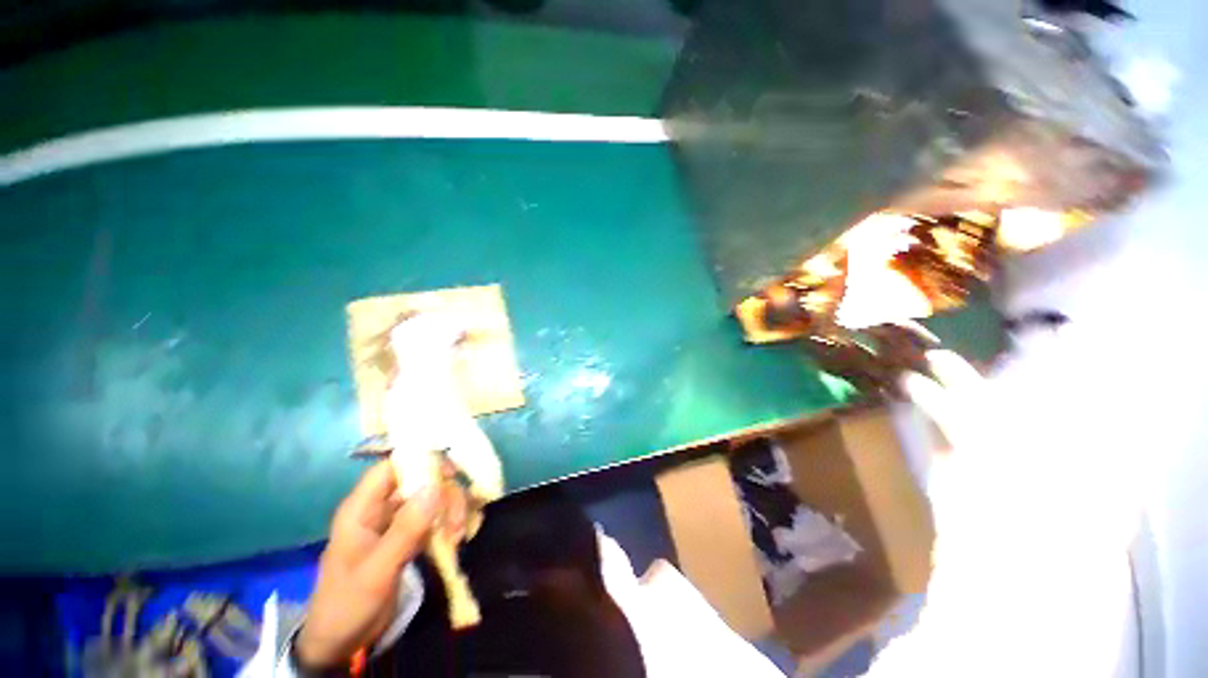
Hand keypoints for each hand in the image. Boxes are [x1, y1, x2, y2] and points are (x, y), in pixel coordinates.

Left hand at [296, 461, 465, 668]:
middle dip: (444, 495)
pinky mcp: (407, 536)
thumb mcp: (377, 570)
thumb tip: (435, 487)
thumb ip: (405, 529)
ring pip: (430, 498)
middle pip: (419, 481)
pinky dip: (447, 525)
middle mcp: (380, 508)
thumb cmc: (349, 603)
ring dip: (449, 511)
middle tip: (457, 520)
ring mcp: (395, 522)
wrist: (340, 642)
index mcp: (362, 508)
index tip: (451, 473)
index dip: (420, 461)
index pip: (391, 467)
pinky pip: (433, 518)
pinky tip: (454, 541)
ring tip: (458, 535)